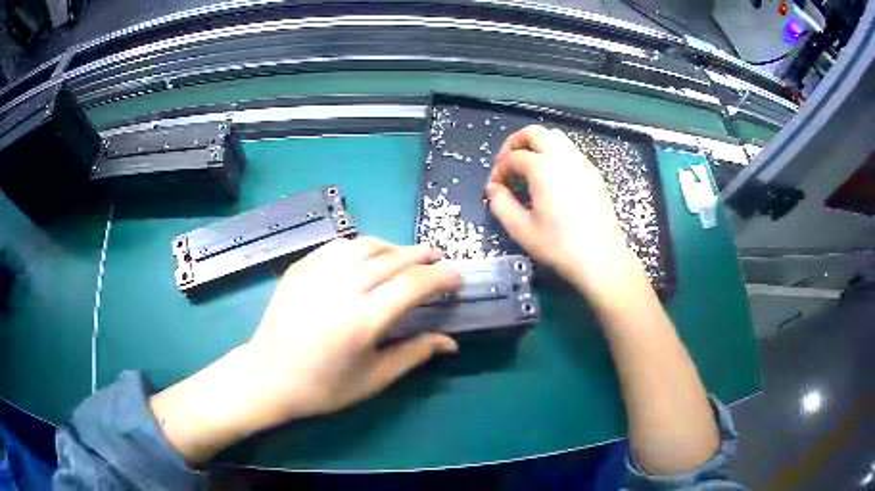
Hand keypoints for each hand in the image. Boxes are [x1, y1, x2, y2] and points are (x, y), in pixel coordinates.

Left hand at [150, 237, 460, 463]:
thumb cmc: (323, 387)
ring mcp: (316, 273)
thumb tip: (450, 342)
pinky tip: (367, 257)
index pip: (413, 284)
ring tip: (405, 257)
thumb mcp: (374, 379)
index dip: (440, 277)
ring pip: (365, 244)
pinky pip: (338, 245)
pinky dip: (361, 246)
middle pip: (392, 258)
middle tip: (438, 258)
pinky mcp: (300, 267)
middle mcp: (341, 288)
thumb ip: (414, 354)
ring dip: (392, 247)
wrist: (268, 376)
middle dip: (422, 255)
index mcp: (362, 321)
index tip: (455, 279)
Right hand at [487, 125, 640, 294]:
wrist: (601, 258)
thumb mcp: (521, 229)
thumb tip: (494, 188)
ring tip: (530, 167)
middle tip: (508, 162)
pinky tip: (553, 177)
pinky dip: (556, 154)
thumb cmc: (559, 246)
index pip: (513, 157)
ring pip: (556, 137)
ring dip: (537, 145)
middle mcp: (563, 157)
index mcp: (543, 168)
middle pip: (535, 132)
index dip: (499, 168)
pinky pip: (571, 151)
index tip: (496, 186)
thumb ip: (501, 204)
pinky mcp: (594, 173)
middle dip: (516, 143)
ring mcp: (582, 163)